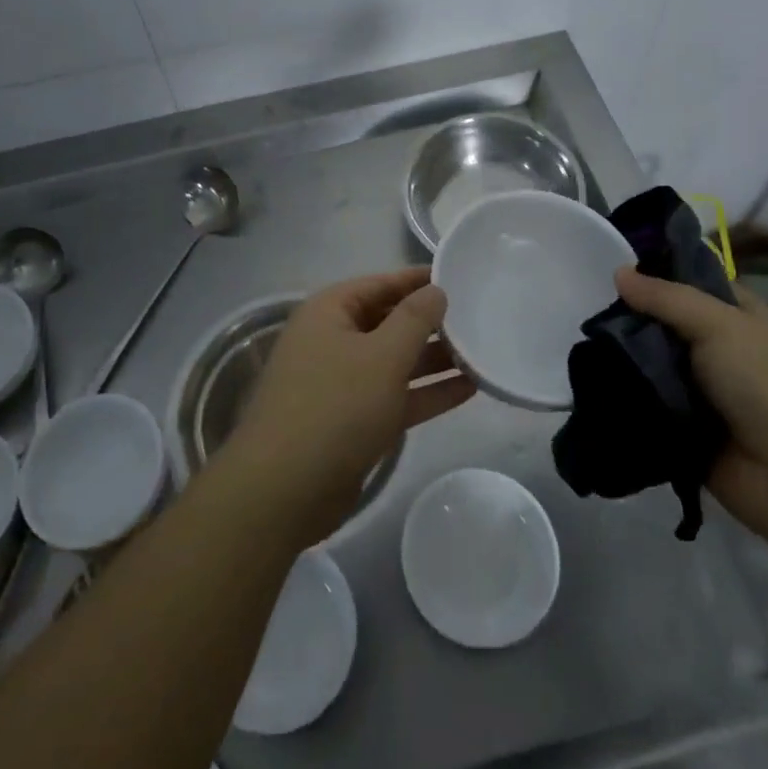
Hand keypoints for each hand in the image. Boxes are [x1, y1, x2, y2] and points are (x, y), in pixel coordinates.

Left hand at [222, 267, 475, 545]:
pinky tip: (469, 389)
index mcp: (329, 312)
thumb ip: (414, 319)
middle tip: (479, 317)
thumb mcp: (382, 355)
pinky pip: (396, 396)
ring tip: (483, 353)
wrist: (284, 491)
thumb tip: (436, 290)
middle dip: (431, 322)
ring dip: (434, 359)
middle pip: (388, 321)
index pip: (380, 283)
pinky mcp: (354, 422)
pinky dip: (427, 392)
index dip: (418, 280)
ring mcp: (342, 383)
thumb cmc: (335, 406)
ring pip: (395, 361)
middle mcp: (333, 340)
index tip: (459, 277)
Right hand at [614, 267, 767, 543]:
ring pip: (655, 364)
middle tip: (591, 309)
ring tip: (582, 345)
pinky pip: (649, 404)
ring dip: (625, 358)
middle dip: (633, 318)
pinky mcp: (687, 428)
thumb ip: (667, 298)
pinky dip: (627, 396)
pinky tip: (591, 382)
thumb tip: (618, 272)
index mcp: (743, 318)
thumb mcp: (721, 325)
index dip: (659, 274)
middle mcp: (724, 350)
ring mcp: (706, 392)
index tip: (615, 269)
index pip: (695, 283)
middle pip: (668, 324)